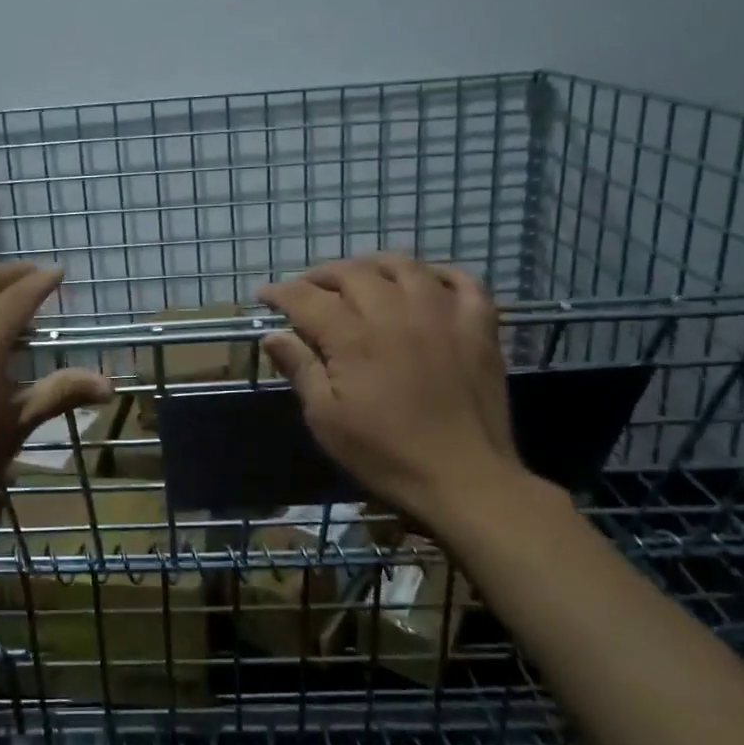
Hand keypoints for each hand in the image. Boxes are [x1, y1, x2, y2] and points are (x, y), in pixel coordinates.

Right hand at [257, 253, 523, 528]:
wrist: (465, 479)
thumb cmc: (386, 454)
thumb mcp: (326, 419)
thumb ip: (300, 369)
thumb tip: (272, 335)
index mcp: (353, 336)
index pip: (306, 298)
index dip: (280, 292)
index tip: (265, 295)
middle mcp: (395, 312)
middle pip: (352, 272)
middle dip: (322, 275)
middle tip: (309, 289)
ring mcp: (442, 314)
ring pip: (404, 265)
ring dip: (374, 265)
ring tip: (361, 277)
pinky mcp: (478, 326)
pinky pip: (462, 281)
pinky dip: (440, 273)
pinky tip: (425, 281)